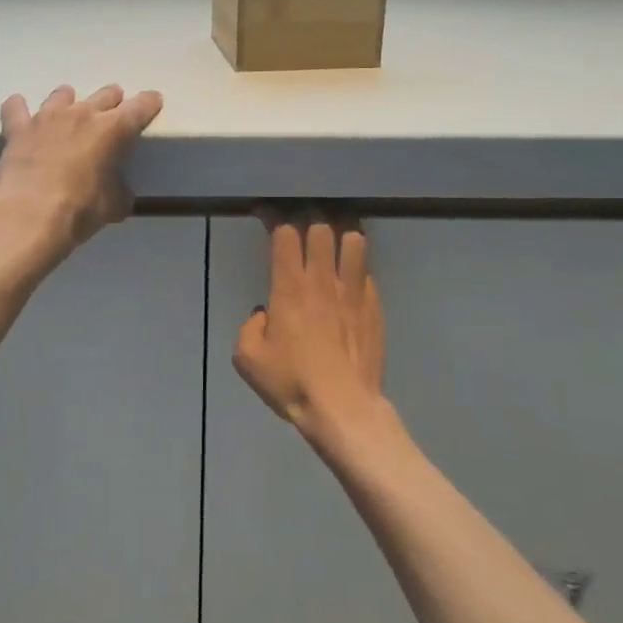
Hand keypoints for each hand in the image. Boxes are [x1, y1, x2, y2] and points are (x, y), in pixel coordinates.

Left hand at [0, 85, 164, 262]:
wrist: (29, 215)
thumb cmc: (81, 210)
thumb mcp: (114, 206)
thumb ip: (120, 191)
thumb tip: (118, 192)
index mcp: (114, 129)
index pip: (141, 106)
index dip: (149, 103)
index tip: (152, 102)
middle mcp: (82, 113)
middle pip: (105, 94)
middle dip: (112, 101)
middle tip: (112, 114)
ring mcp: (48, 117)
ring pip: (62, 94)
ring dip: (69, 102)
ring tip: (68, 115)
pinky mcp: (19, 128)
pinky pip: (16, 108)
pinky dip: (19, 109)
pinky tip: (20, 113)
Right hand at [236, 214, 387, 442]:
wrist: (343, 408)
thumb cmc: (292, 382)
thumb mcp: (249, 359)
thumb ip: (250, 327)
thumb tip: (263, 314)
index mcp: (289, 287)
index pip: (285, 233)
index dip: (275, 217)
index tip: (266, 214)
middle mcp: (322, 280)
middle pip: (321, 227)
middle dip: (309, 216)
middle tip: (301, 221)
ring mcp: (353, 291)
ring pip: (353, 240)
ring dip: (342, 232)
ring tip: (334, 237)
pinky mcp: (374, 307)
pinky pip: (367, 273)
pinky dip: (357, 268)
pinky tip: (351, 279)